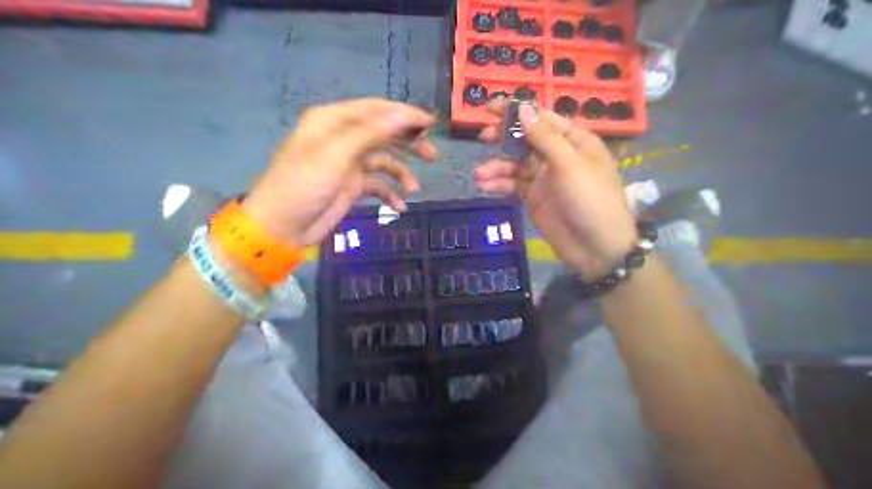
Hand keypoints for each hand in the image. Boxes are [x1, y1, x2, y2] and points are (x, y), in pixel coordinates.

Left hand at [240, 98, 439, 244]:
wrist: (282, 226)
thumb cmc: (304, 185)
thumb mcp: (336, 154)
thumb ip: (371, 132)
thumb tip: (405, 115)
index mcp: (334, 121)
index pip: (376, 110)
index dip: (405, 115)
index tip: (431, 124)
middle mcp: (343, 138)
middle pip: (383, 134)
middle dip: (408, 144)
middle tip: (432, 155)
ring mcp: (348, 163)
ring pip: (384, 161)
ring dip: (401, 173)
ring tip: (415, 189)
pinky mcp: (351, 186)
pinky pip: (377, 185)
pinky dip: (389, 193)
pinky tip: (400, 206)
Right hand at [474, 99, 637, 276]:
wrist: (596, 247)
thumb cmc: (590, 199)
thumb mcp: (569, 164)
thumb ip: (544, 137)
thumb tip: (523, 107)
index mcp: (574, 140)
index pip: (542, 118)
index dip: (517, 112)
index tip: (491, 108)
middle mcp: (558, 155)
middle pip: (526, 139)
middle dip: (504, 138)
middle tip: (483, 137)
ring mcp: (545, 177)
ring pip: (516, 163)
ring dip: (498, 166)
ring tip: (480, 173)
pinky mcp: (534, 197)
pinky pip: (514, 185)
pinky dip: (499, 184)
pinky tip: (485, 186)